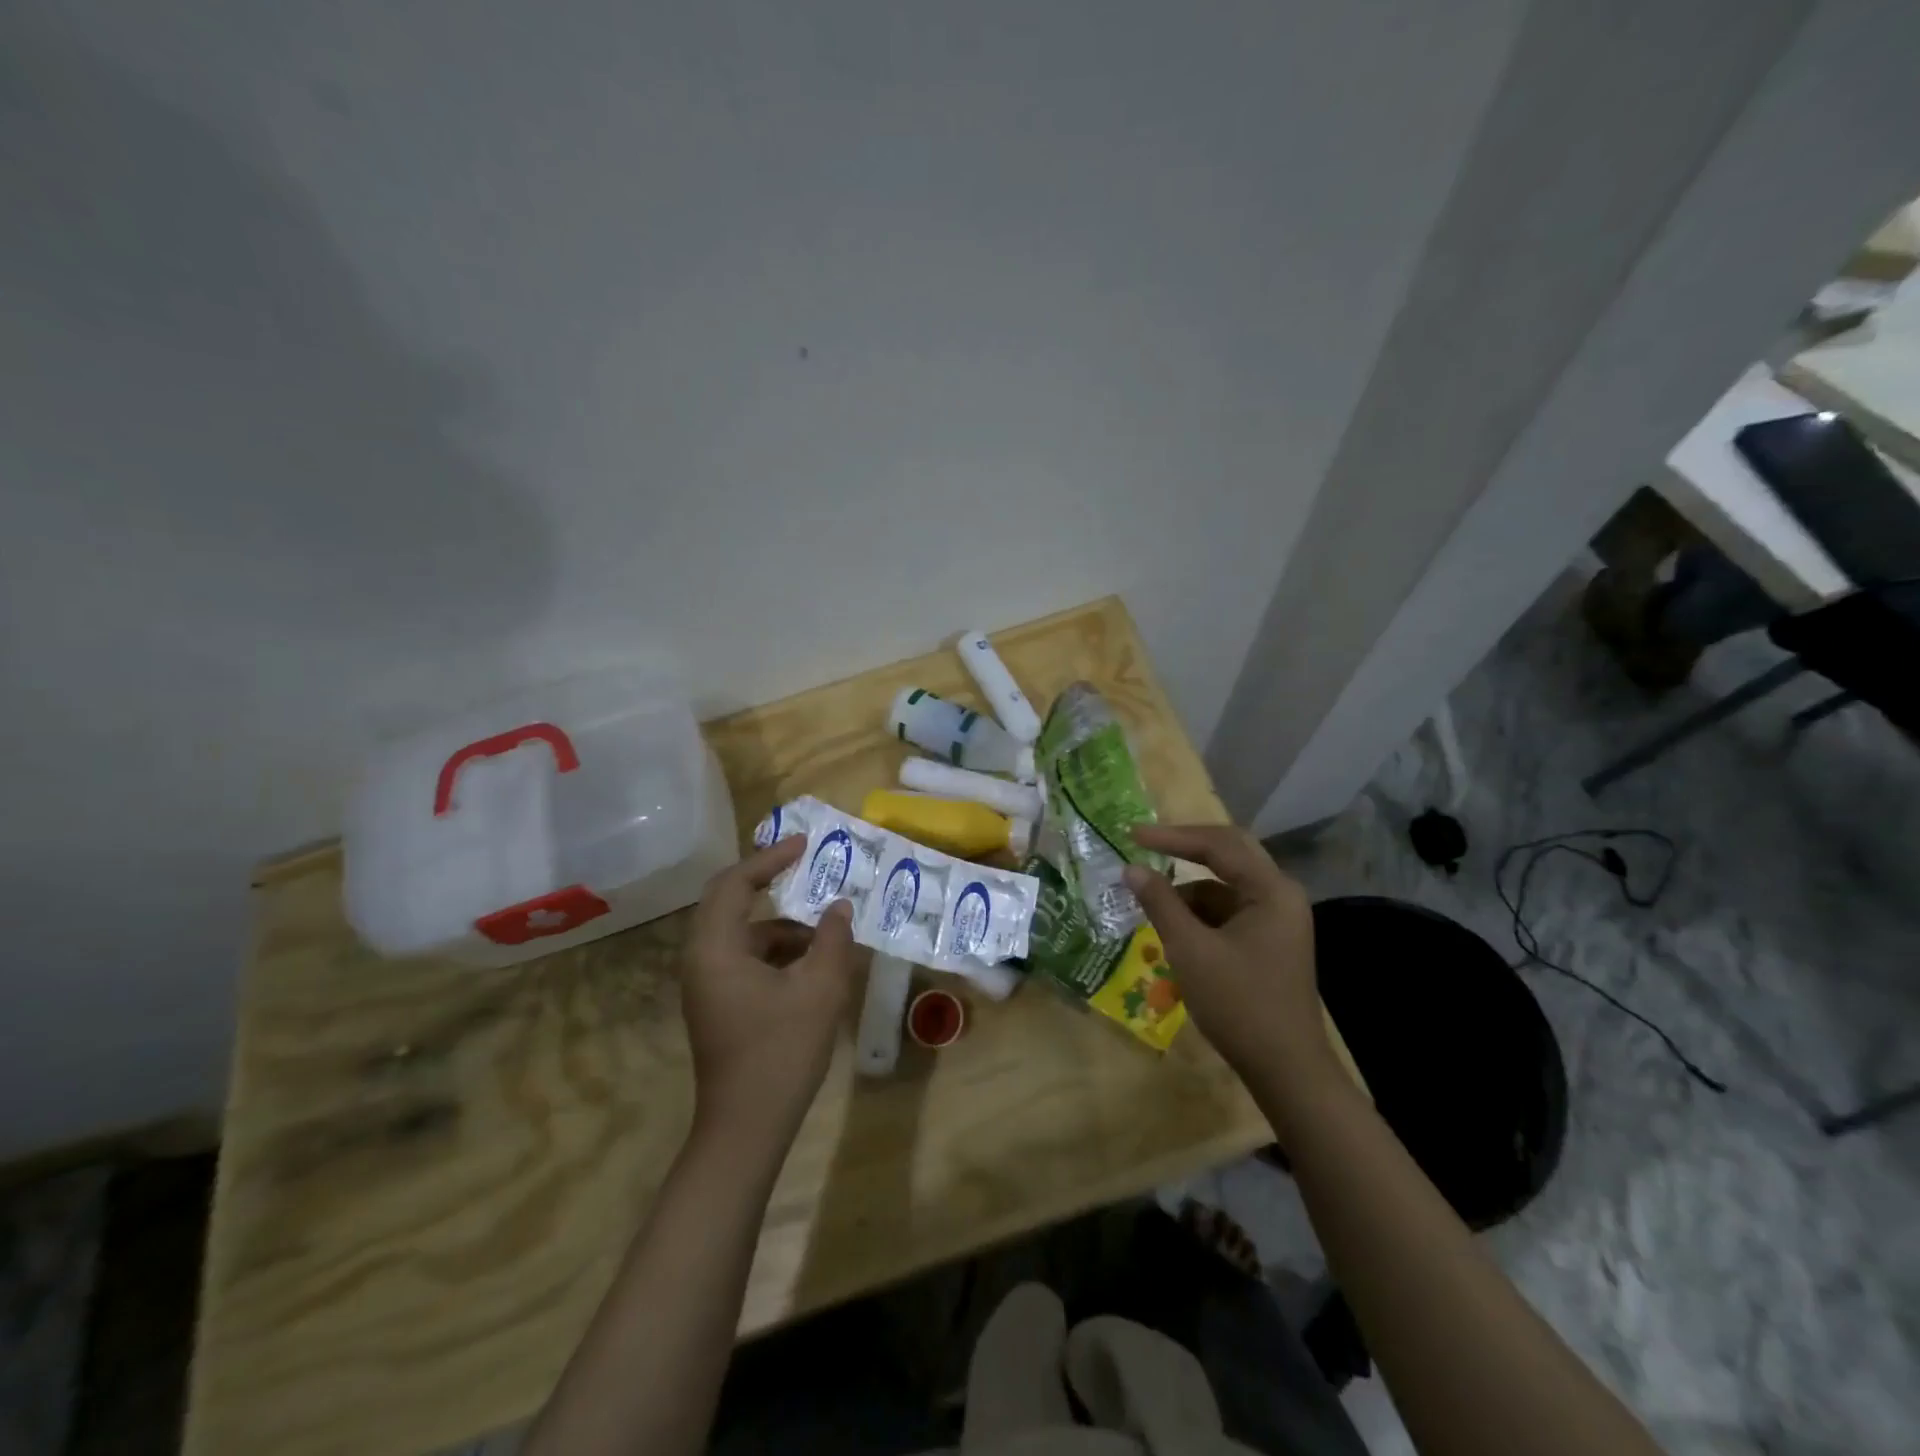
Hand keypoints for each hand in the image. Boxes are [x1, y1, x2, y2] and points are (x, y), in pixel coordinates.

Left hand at [681, 836, 866, 1144]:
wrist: (746, 1129)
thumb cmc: (781, 1052)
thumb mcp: (820, 989)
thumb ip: (834, 940)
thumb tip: (840, 907)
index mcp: (716, 948)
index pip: (736, 883)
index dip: (770, 858)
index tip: (804, 844)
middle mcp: (701, 959)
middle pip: (730, 902)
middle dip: (769, 882)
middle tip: (807, 867)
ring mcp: (707, 984)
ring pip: (743, 934)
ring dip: (782, 924)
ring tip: (826, 928)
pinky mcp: (718, 1003)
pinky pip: (746, 958)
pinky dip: (777, 951)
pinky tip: (814, 963)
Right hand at [1124, 824, 1332, 1085]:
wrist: (1286, 1070)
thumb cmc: (1239, 1004)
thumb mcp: (1190, 950)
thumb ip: (1160, 903)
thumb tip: (1131, 868)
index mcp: (1271, 890)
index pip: (1218, 845)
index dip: (1171, 837)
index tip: (1131, 835)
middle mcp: (1280, 895)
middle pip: (1227, 855)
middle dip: (1183, 850)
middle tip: (1142, 846)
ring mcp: (1277, 919)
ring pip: (1225, 885)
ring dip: (1188, 889)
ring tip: (1150, 902)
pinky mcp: (1269, 940)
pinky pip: (1229, 910)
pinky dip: (1199, 913)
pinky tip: (1174, 929)